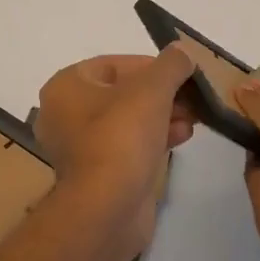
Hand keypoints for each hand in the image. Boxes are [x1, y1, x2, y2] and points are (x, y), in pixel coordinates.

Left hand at [33, 46, 197, 260]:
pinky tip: (182, 137)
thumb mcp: (152, 89)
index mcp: (66, 86)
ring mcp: (80, 147)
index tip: (183, 73)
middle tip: (193, 98)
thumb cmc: (122, 137)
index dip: (152, 66)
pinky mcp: (97, 174)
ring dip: (163, 115)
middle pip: (123, 92)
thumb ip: (170, 64)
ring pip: (128, 120)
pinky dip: (154, 138)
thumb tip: (182, 51)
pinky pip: (128, 145)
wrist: (107, 209)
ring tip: (194, 119)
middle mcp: (65, 113)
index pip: (115, 63)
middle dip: (162, 93)